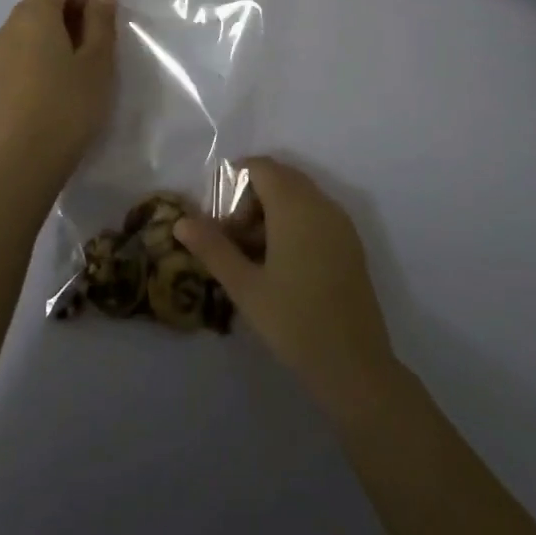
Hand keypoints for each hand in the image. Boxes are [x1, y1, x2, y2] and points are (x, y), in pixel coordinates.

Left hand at [0, 0, 117, 177]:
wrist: (27, 159)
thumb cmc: (70, 104)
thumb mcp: (98, 61)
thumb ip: (101, 21)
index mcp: (33, 16)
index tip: (100, 23)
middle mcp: (8, 28)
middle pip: (39, 4)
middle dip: (68, 16)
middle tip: (94, 48)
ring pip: (27, 31)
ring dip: (52, 38)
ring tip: (75, 70)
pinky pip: (18, 54)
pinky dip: (37, 58)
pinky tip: (54, 89)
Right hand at [174, 157, 398, 413]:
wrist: (354, 366)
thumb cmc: (294, 322)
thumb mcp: (245, 286)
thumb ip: (212, 248)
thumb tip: (181, 221)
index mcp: (295, 206)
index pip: (261, 167)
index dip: (235, 184)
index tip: (221, 223)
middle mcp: (321, 204)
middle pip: (280, 178)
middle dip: (251, 200)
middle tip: (233, 241)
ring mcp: (341, 223)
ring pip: (299, 196)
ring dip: (272, 213)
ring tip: (253, 258)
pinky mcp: (351, 244)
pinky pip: (316, 214)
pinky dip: (294, 224)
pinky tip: (282, 267)